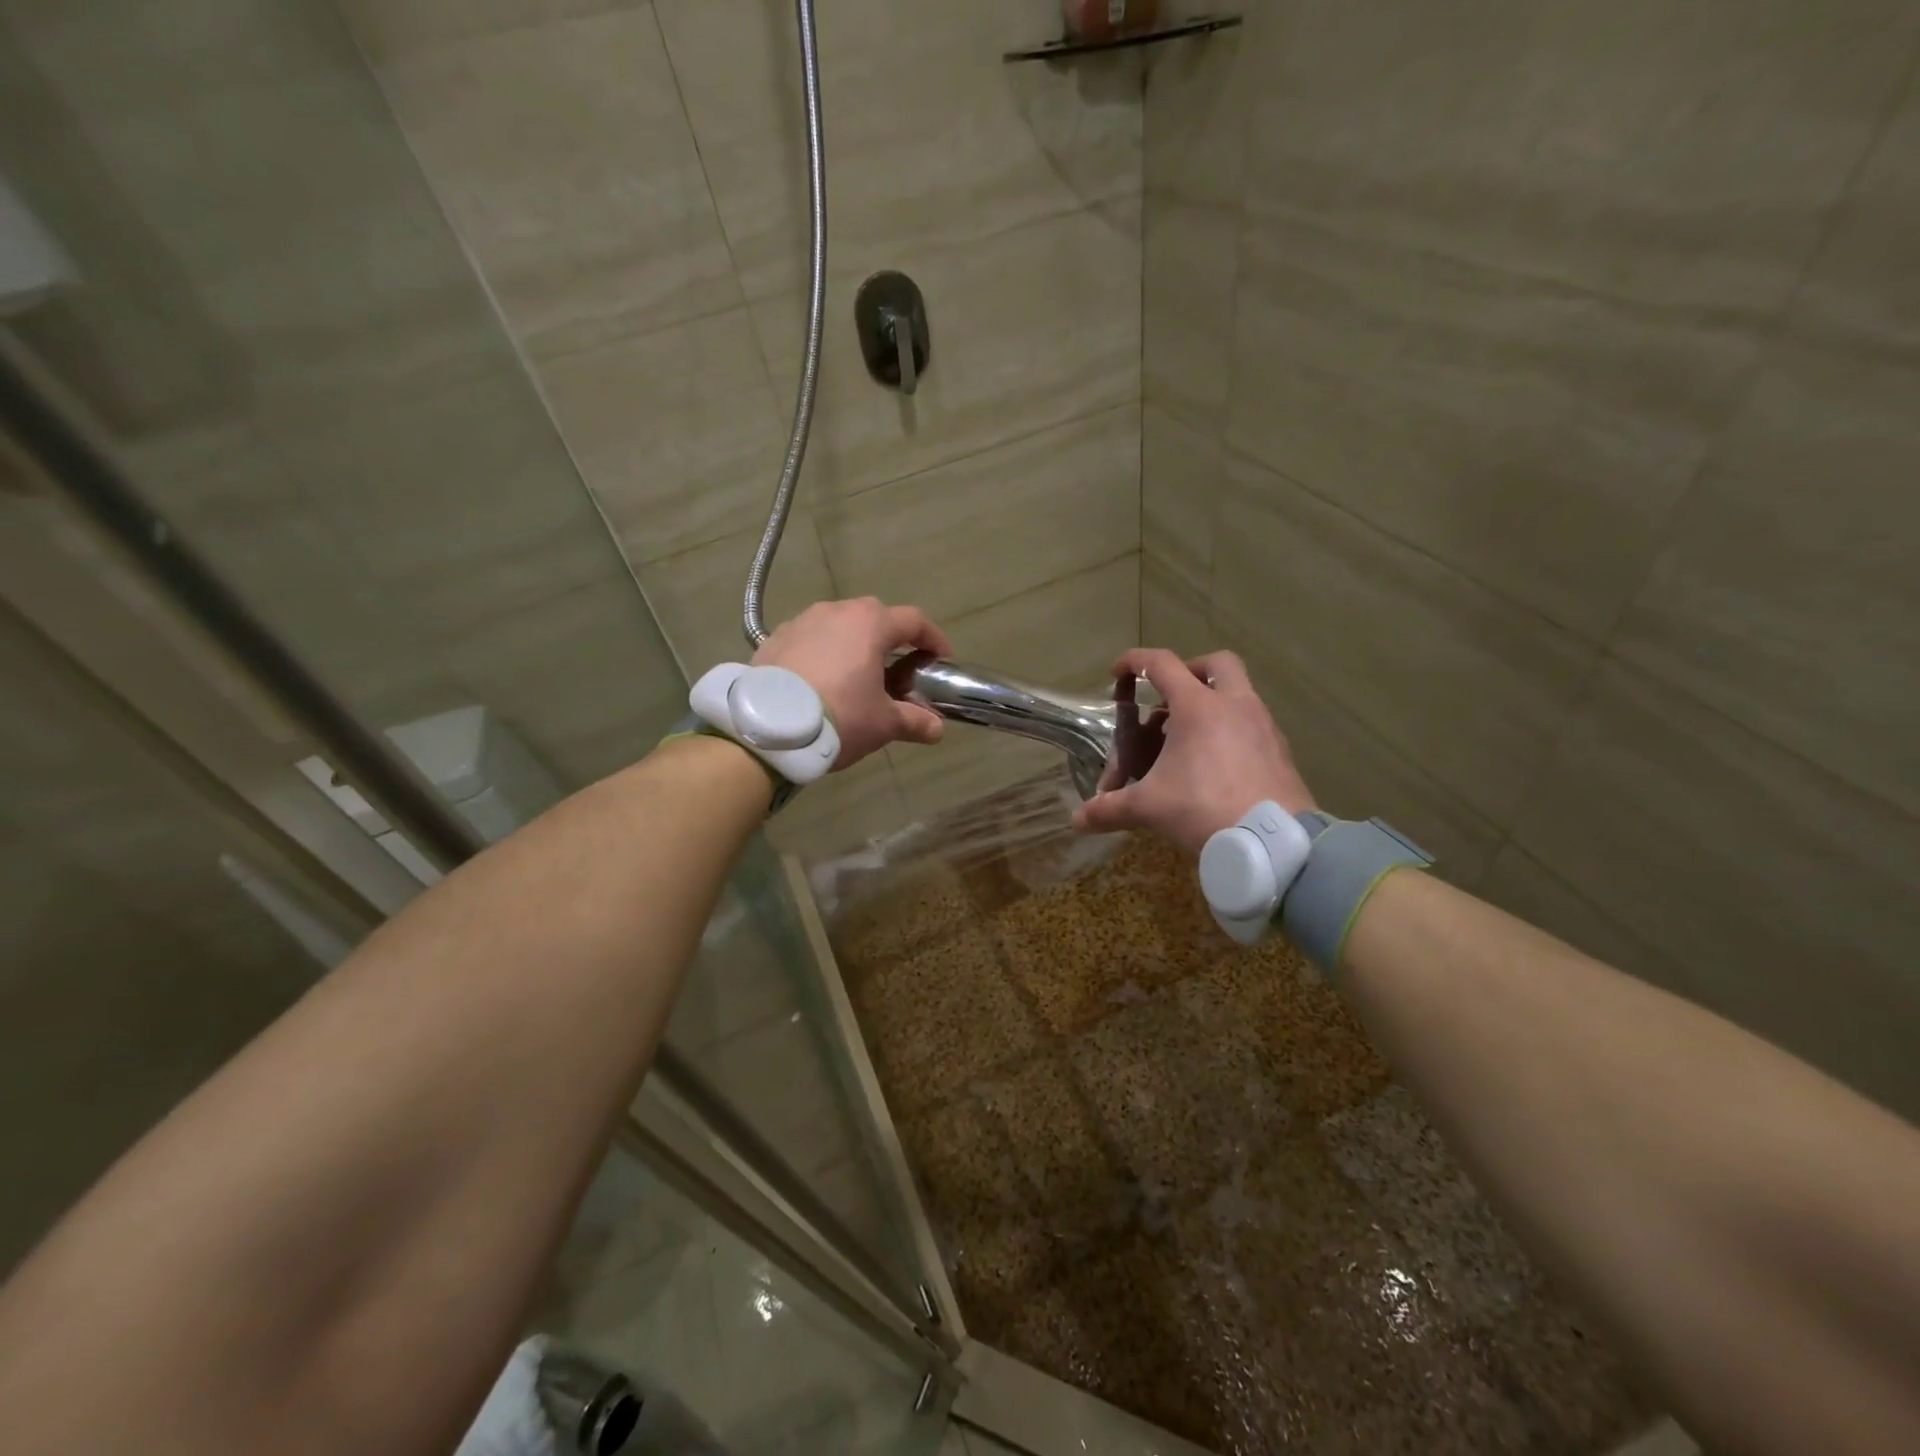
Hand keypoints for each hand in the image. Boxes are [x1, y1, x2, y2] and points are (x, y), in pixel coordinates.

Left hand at [753, 598, 952, 769]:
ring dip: (852, 645)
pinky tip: (819, 682)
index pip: (914, 621)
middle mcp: (836, 612)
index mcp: (870, 624)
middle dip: (891, 640)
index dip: (933, 639)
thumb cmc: (839, 716)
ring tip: (855, 677)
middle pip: (874, 617)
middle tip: (898, 670)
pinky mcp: (773, 639)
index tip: (941, 659)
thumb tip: (937, 729)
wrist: (768, 729)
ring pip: (838, 626)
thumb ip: (914, 721)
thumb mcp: (883, 723)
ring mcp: (801, 622)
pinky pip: (808, 640)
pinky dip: (822, 654)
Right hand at [1074, 648, 1314, 853]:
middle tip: (1169, 700)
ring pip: (1238, 694)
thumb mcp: (1149, 807)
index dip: (1134, 662)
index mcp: (1198, 707)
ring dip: (1211, 705)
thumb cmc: (1204, 808)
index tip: (1117, 672)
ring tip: (1186, 742)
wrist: (1273, 842)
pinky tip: (1216, 765)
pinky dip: (1231, 732)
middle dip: (1190, 672)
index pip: (1161, 664)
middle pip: (1217, 663)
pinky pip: (1252, 725)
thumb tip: (1077, 819)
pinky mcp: (1280, 750)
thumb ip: (1110, 808)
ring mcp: (1263, 725)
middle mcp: (1234, 705)